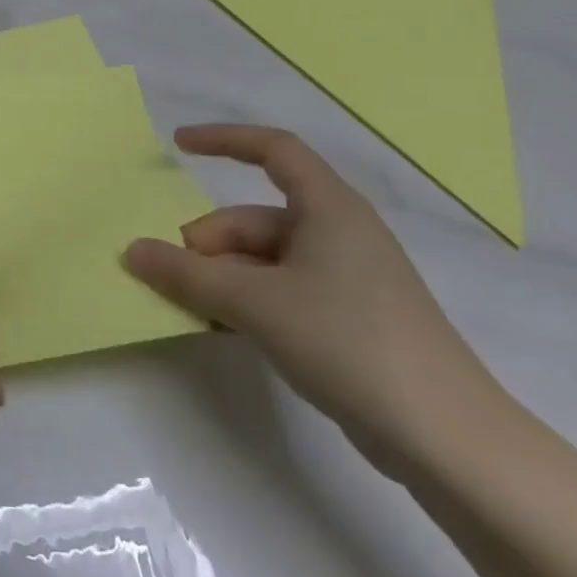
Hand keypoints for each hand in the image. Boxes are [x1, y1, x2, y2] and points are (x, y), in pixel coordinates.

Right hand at [124, 125, 510, 480]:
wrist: (444, 437)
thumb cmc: (348, 342)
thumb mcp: (254, 302)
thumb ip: (187, 274)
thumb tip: (132, 250)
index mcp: (328, 208)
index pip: (273, 149)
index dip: (224, 140)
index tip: (177, 145)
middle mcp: (337, 233)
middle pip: (254, 218)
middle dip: (208, 244)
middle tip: (174, 281)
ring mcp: (344, 278)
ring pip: (262, 260)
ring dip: (221, 279)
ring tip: (192, 312)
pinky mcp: (346, 318)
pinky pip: (279, 291)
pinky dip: (245, 302)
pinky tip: (223, 331)